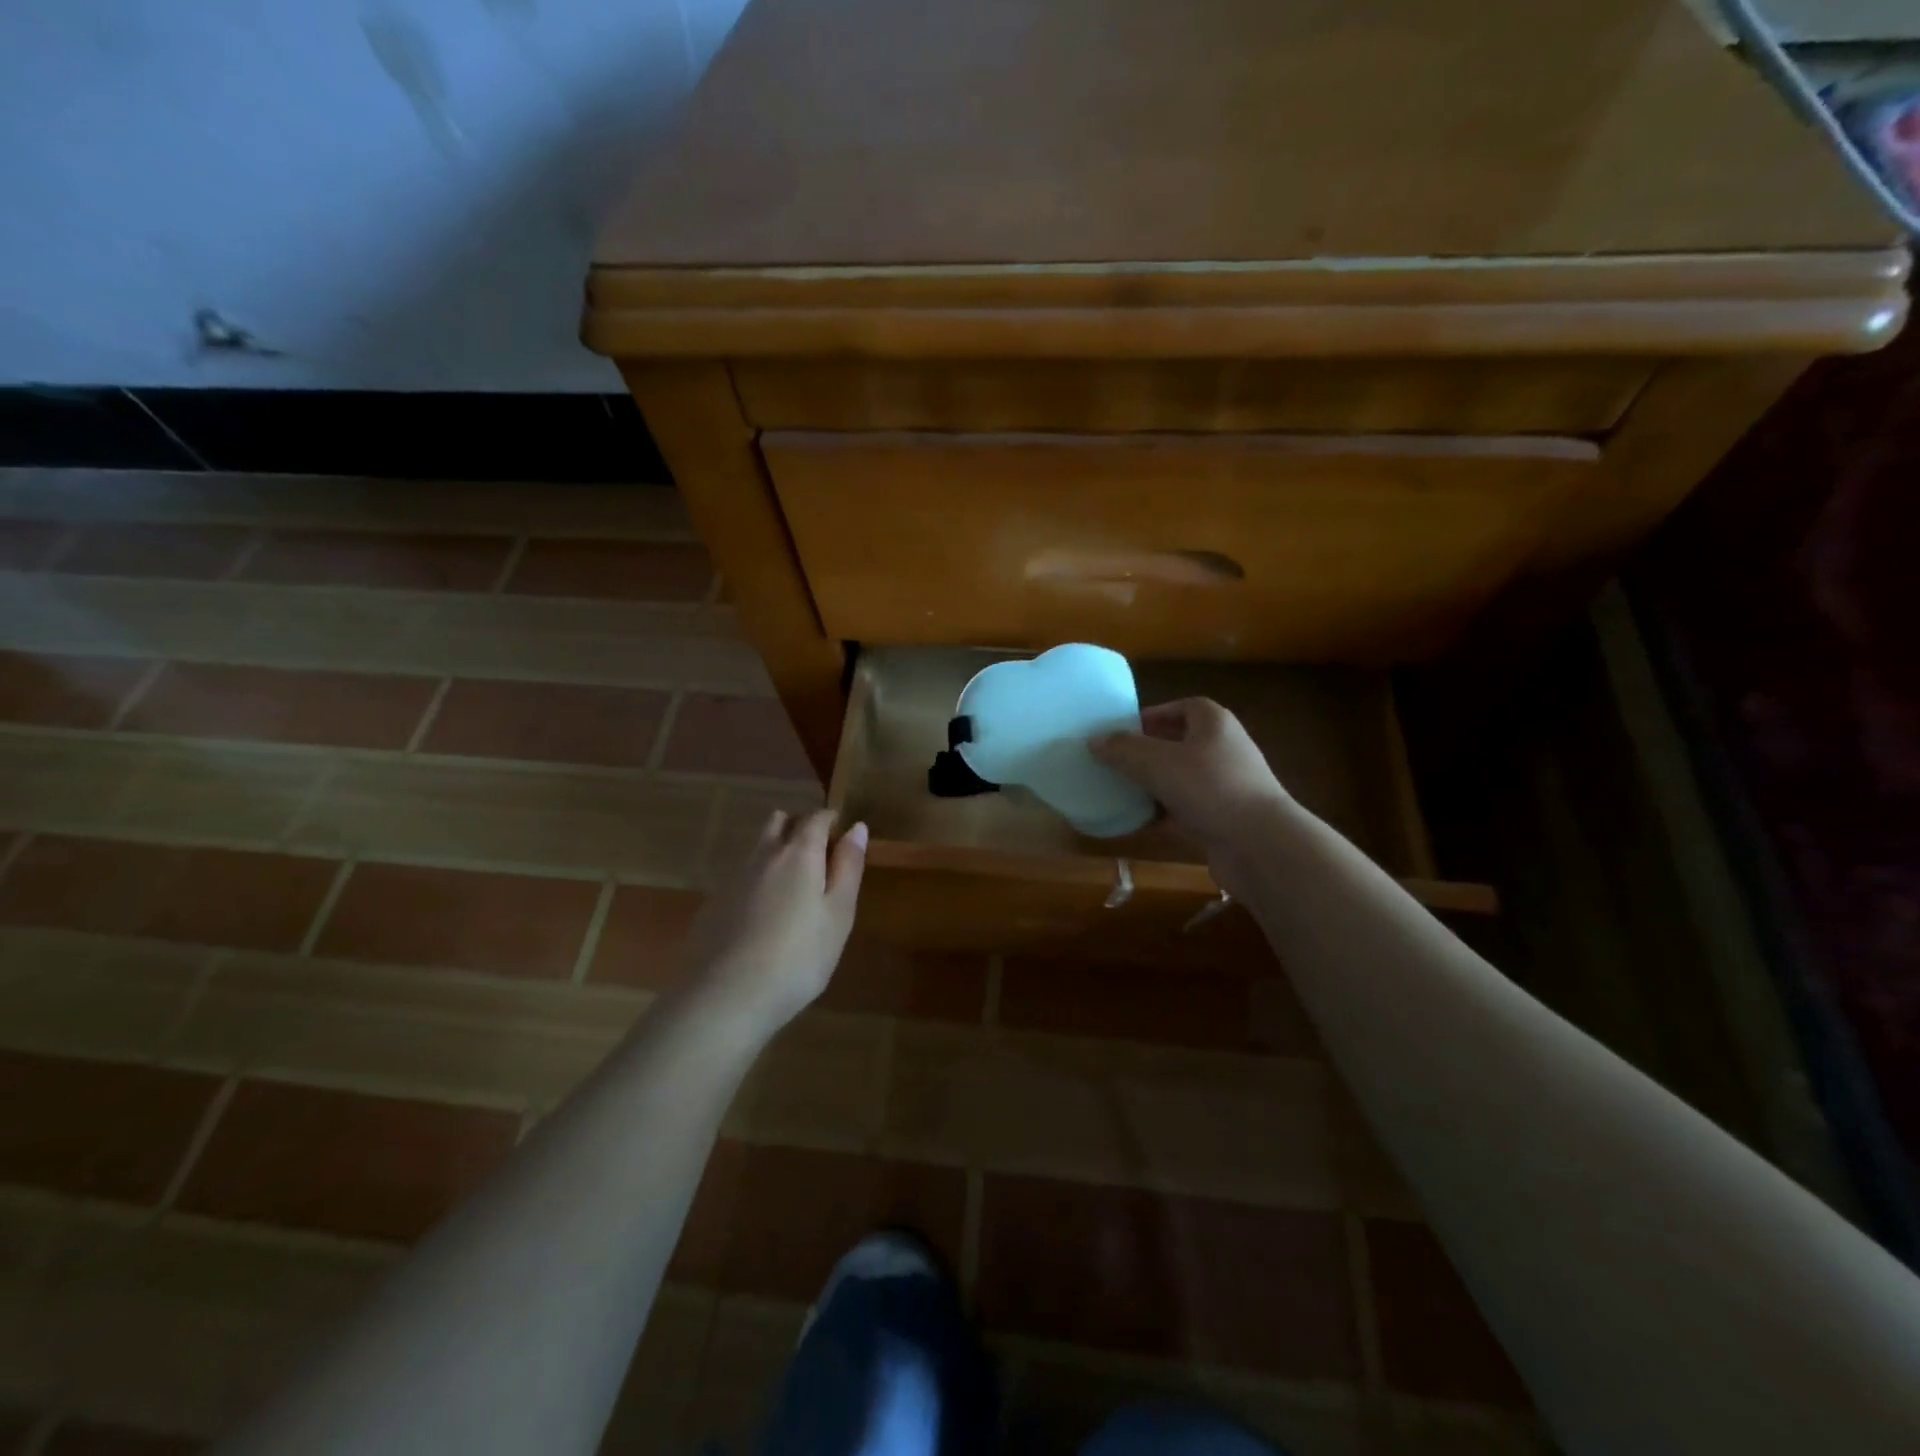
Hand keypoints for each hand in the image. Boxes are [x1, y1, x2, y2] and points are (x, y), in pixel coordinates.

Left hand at [676, 810, 866, 1040]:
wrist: (726, 997)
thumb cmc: (799, 956)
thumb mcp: (838, 914)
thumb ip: (848, 867)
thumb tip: (856, 827)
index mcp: (798, 854)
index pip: (816, 818)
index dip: (831, 821)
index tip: (842, 837)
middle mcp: (762, 856)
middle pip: (779, 822)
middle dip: (799, 827)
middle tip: (818, 858)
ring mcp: (732, 880)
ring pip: (757, 850)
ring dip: (776, 854)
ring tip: (792, 892)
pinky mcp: (712, 906)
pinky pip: (740, 880)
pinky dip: (756, 885)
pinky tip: (762, 921)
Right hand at [1090, 698, 1290, 853]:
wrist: (1260, 844)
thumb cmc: (1210, 788)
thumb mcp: (1157, 763)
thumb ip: (1123, 750)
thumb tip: (1094, 741)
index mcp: (1214, 723)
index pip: (1182, 707)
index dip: (1153, 715)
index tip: (1123, 731)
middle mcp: (1224, 749)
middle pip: (1180, 743)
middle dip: (1148, 752)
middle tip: (1115, 762)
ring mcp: (1226, 786)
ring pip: (1182, 779)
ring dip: (1154, 785)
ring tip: (1120, 791)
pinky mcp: (1224, 818)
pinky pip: (1187, 810)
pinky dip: (1164, 815)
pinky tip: (1138, 823)